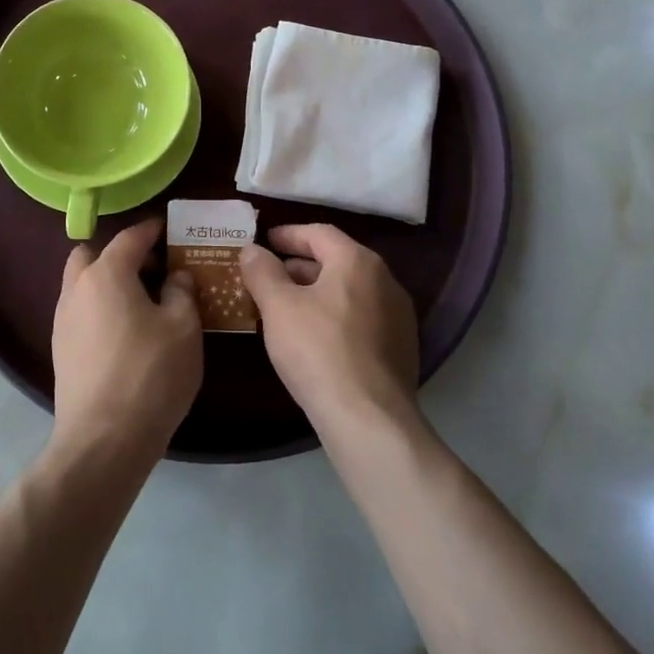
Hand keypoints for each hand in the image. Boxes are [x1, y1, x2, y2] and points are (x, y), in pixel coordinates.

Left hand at [51, 218, 202, 459]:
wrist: (103, 440)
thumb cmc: (150, 374)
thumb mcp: (183, 328)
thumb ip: (181, 292)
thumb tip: (176, 277)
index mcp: (106, 274)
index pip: (129, 237)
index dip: (151, 230)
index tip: (168, 229)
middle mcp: (77, 289)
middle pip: (92, 255)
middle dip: (120, 254)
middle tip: (151, 270)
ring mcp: (63, 321)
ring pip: (82, 284)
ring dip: (107, 282)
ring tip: (142, 302)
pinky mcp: (61, 350)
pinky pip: (81, 312)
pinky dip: (100, 308)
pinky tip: (125, 332)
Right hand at [240, 224, 418, 434]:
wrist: (369, 419)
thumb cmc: (318, 351)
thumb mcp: (278, 307)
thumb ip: (262, 272)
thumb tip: (251, 249)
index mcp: (358, 261)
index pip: (319, 233)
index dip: (288, 235)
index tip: (265, 242)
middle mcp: (385, 280)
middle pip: (337, 260)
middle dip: (301, 266)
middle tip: (270, 276)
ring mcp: (398, 316)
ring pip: (350, 291)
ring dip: (318, 292)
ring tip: (287, 308)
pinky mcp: (401, 349)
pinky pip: (362, 318)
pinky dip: (336, 316)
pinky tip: (315, 338)